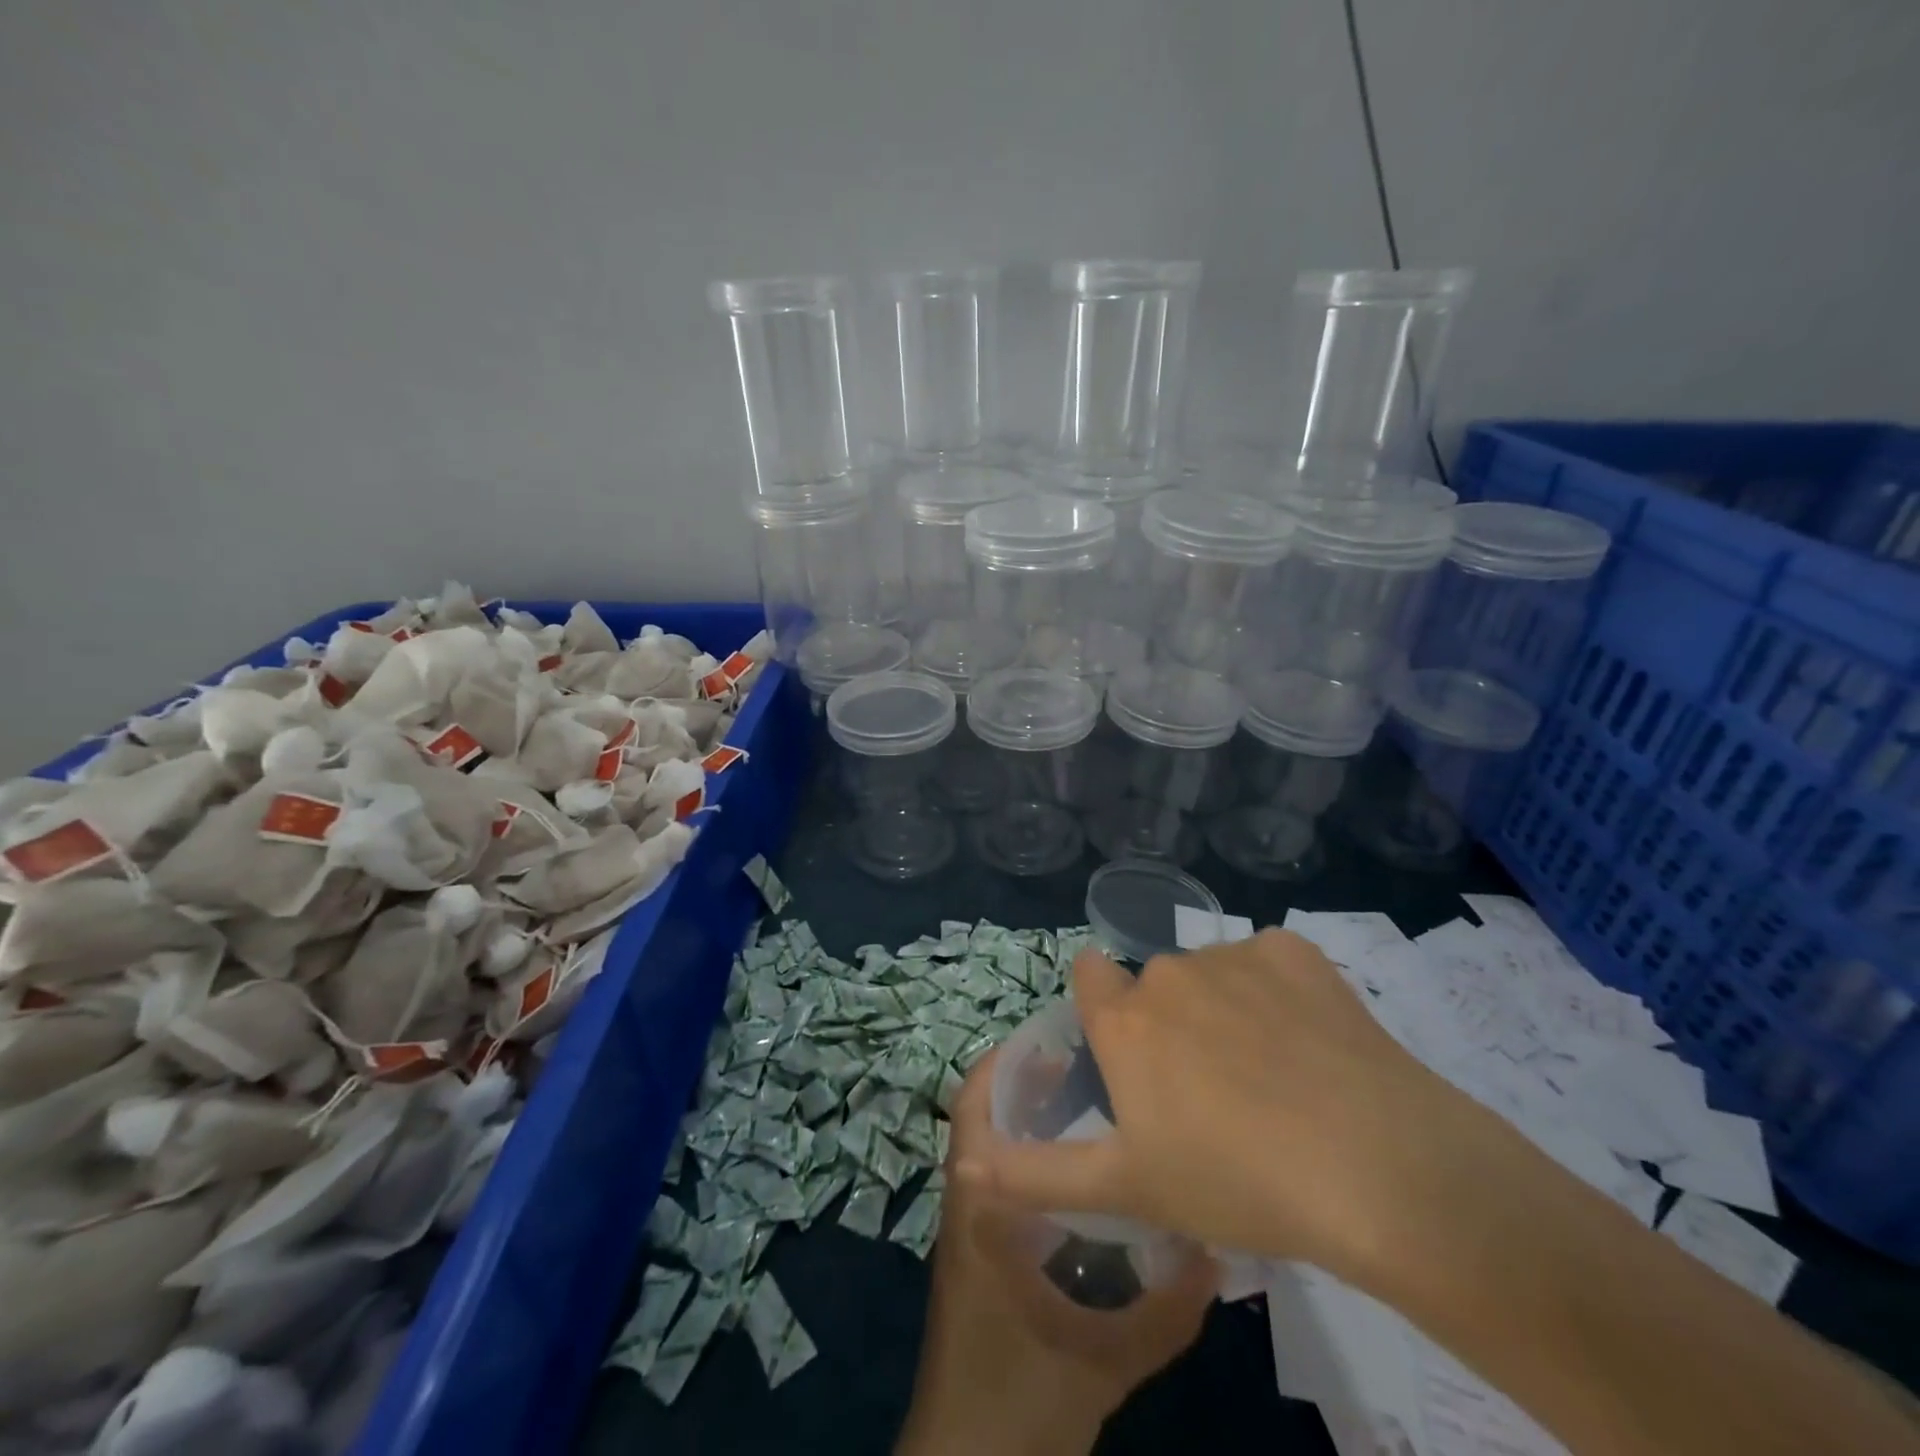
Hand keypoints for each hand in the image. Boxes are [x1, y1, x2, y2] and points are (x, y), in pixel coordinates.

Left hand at [896, 1054, 1215, 1455]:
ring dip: (1029, 1123)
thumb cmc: (1017, 1401)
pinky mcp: (981, 1258)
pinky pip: (1004, 1187)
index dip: (1004, 1065)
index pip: (974, 1109)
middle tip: (1086, 1064)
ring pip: (995, 1153)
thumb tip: (1216, 1251)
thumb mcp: (1103, 1362)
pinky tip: (1082, 1177)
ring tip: (1090, 1102)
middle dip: (1027, 1085)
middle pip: (985, 1120)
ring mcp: (971, 1232)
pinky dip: (1034, 1165)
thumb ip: (1165, 1312)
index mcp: (980, 1208)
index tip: (1055, 1039)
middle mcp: (969, 1205)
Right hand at [957, 931, 1523, 1285]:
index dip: (1105, 1013)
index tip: (1132, 1059)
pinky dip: (1279, 993)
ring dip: (1224, 1008)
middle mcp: (1168, 971)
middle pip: (1155, 984)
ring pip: (1212, 973)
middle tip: (1212, 1094)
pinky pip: (1269, 962)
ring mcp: (1233, 954)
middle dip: (1169, 1024)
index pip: (1090, 976)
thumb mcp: (1127, 1190)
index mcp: (1125, 1019)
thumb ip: (1035, 1174)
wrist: (1376, 1170)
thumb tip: (962, 1164)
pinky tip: (1311, 1044)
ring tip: (1272, 1079)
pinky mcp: (1294, 951)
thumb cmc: (1236, 1183)